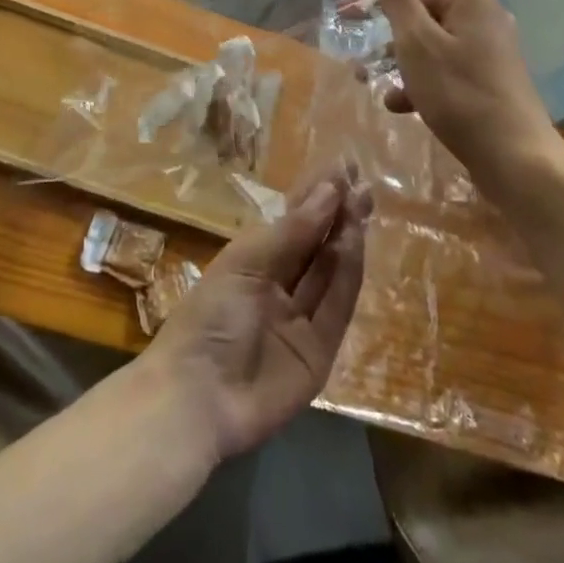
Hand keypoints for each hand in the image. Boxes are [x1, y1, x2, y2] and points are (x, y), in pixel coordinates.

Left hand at [142, 168, 371, 463]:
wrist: (201, 395)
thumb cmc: (212, 314)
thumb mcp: (247, 262)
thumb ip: (293, 231)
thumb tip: (330, 190)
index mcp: (254, 260)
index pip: (293, 221)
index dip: (316, 195)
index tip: (341, 167)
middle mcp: (280, 285)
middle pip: (316, 244)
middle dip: (338, 213)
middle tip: (361, 182)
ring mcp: (301, 319)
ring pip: (330, 271)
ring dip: (346, 237)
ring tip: (362, 203)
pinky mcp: (319, 350)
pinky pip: (337, 306)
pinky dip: (347, 274)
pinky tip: (354, 242)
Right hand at [345, 0, 563, 181]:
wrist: (516, 162)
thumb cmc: (461, 95)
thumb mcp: (418, 42)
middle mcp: (479, 14)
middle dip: (380, 6)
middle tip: (343, 14)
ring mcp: (483, 47)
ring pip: (426, 34)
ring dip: (393, 48)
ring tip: (362, 70)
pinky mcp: (482, 76)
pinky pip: (439, 63)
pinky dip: (415, 76)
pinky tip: (397, 102)